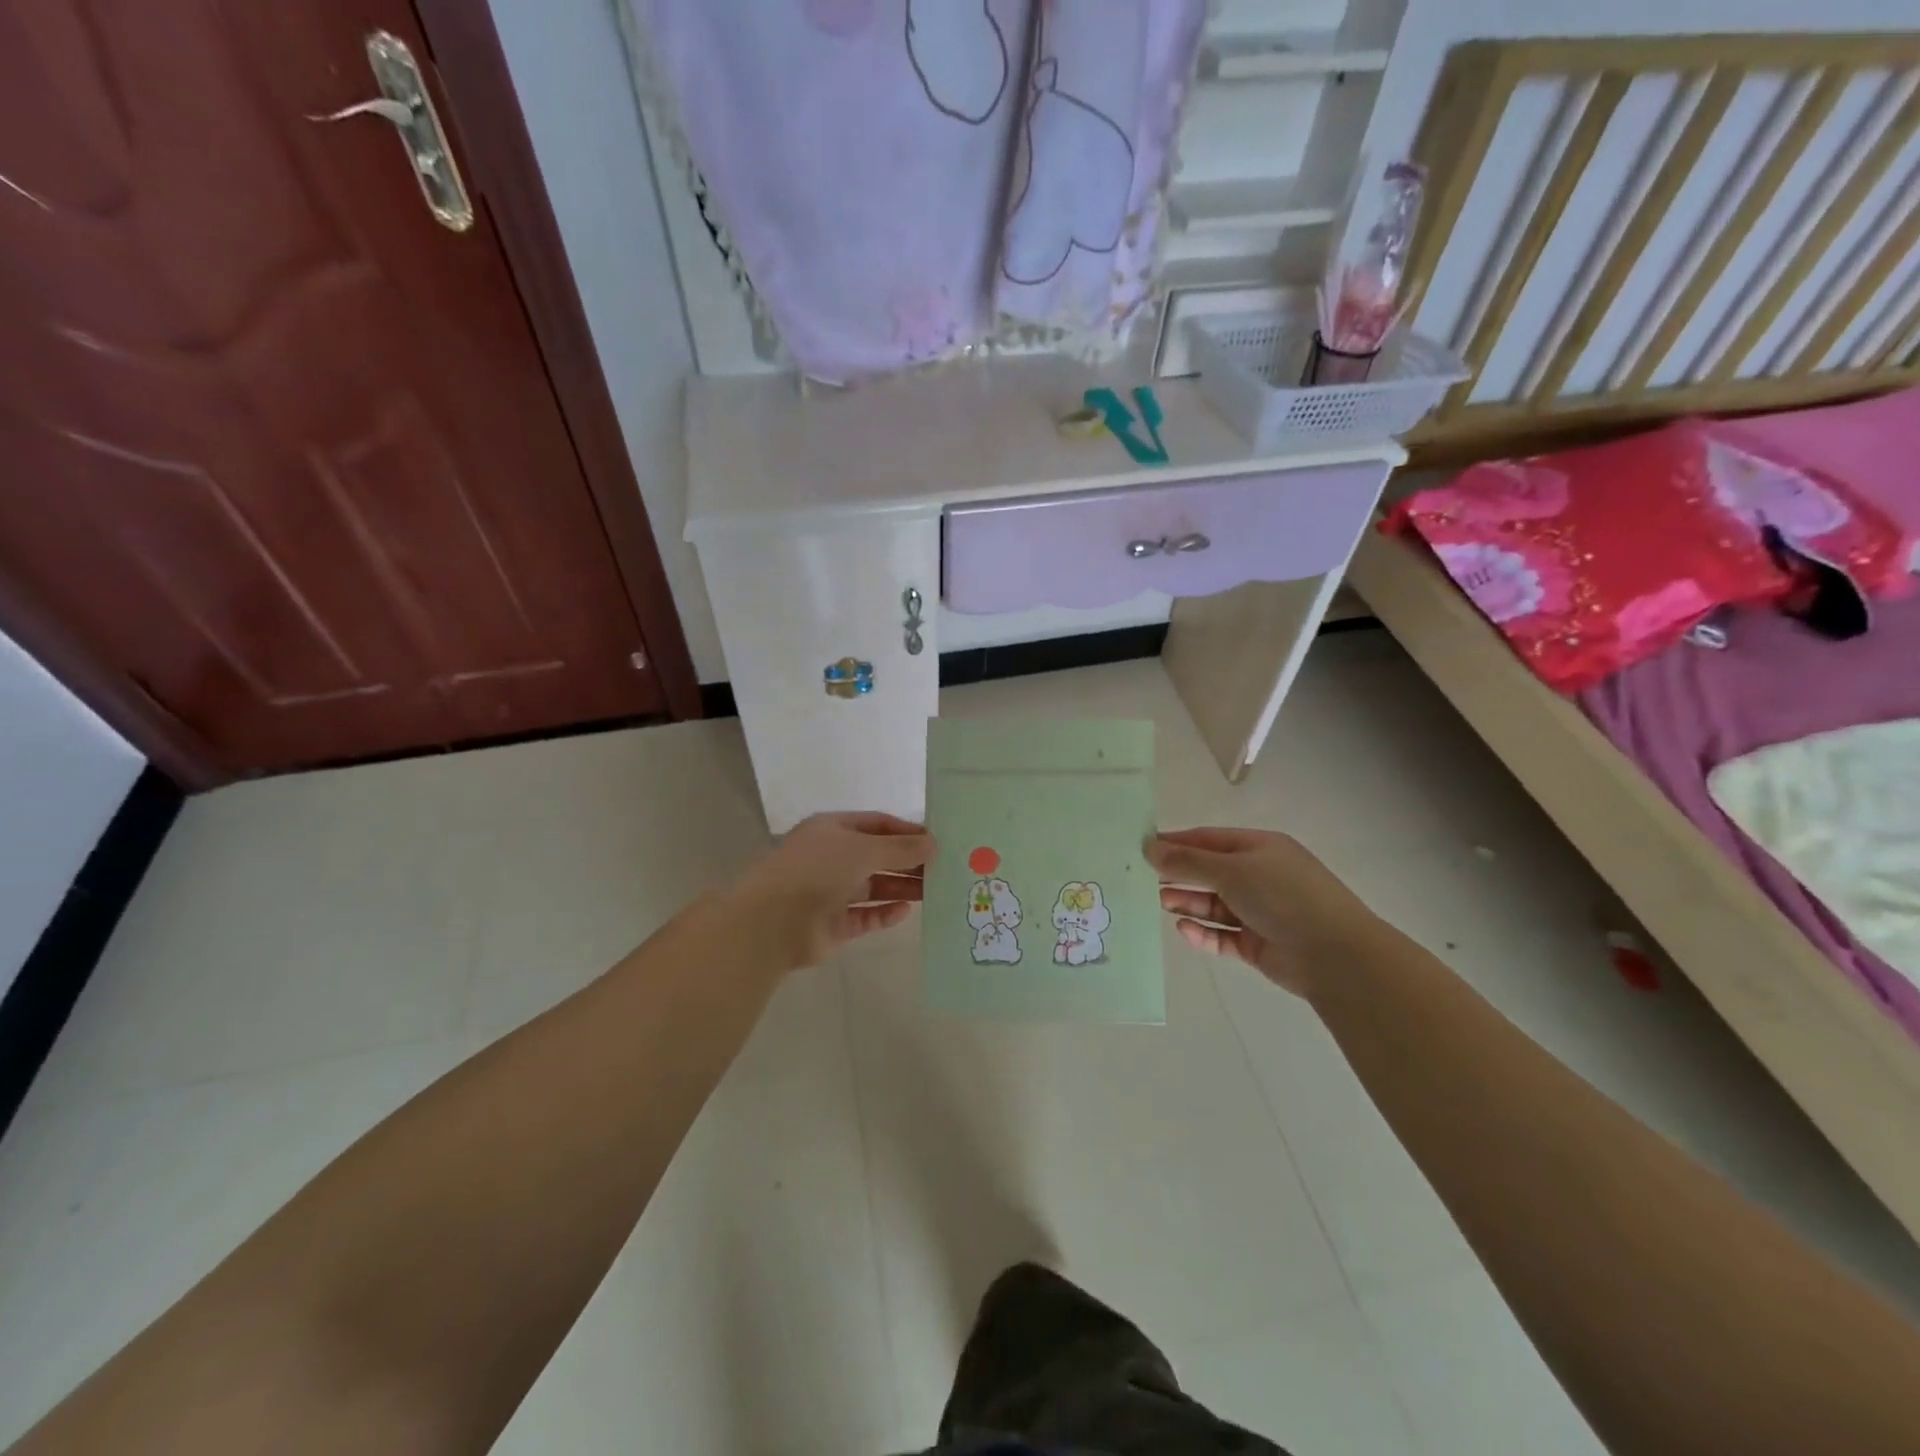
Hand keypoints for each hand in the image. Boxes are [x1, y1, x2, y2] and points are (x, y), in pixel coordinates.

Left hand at [728, 812, 933, 971]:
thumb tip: (933, 843)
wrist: (772, 922)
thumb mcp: (862, 849)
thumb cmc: (816, 871)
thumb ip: (900, 848)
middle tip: (945, 868)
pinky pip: (866, 915)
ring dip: (902, 886)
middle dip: (909, 861)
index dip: (906, 831)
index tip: (937, 841)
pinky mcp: (833, 924)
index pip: (877, 824)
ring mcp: (831, 892)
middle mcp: (832, 858)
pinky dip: (885, 913)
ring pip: (874, 886)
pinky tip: (907, 911)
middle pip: (878, 856)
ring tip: (936, 890)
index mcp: (833, 830)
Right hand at [1145, 827, 1380, 998]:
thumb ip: (1187, 861)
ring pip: (1214, 904)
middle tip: (1144, 880)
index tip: (1143, 848)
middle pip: (1210, 872)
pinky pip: (1223, 935)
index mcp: (1259, 848)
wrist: (1335, 955)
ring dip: (1187, 902)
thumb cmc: (1283, 896)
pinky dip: (1203, 932)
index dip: (1176, 842)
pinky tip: (1183, 929)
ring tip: (1159, 903)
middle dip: (1179, 874)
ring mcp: (1260, 912)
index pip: (1209, 839)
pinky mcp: (1258, 944)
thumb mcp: (1231, 870)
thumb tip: (1149, 847)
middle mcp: (1260, 877)